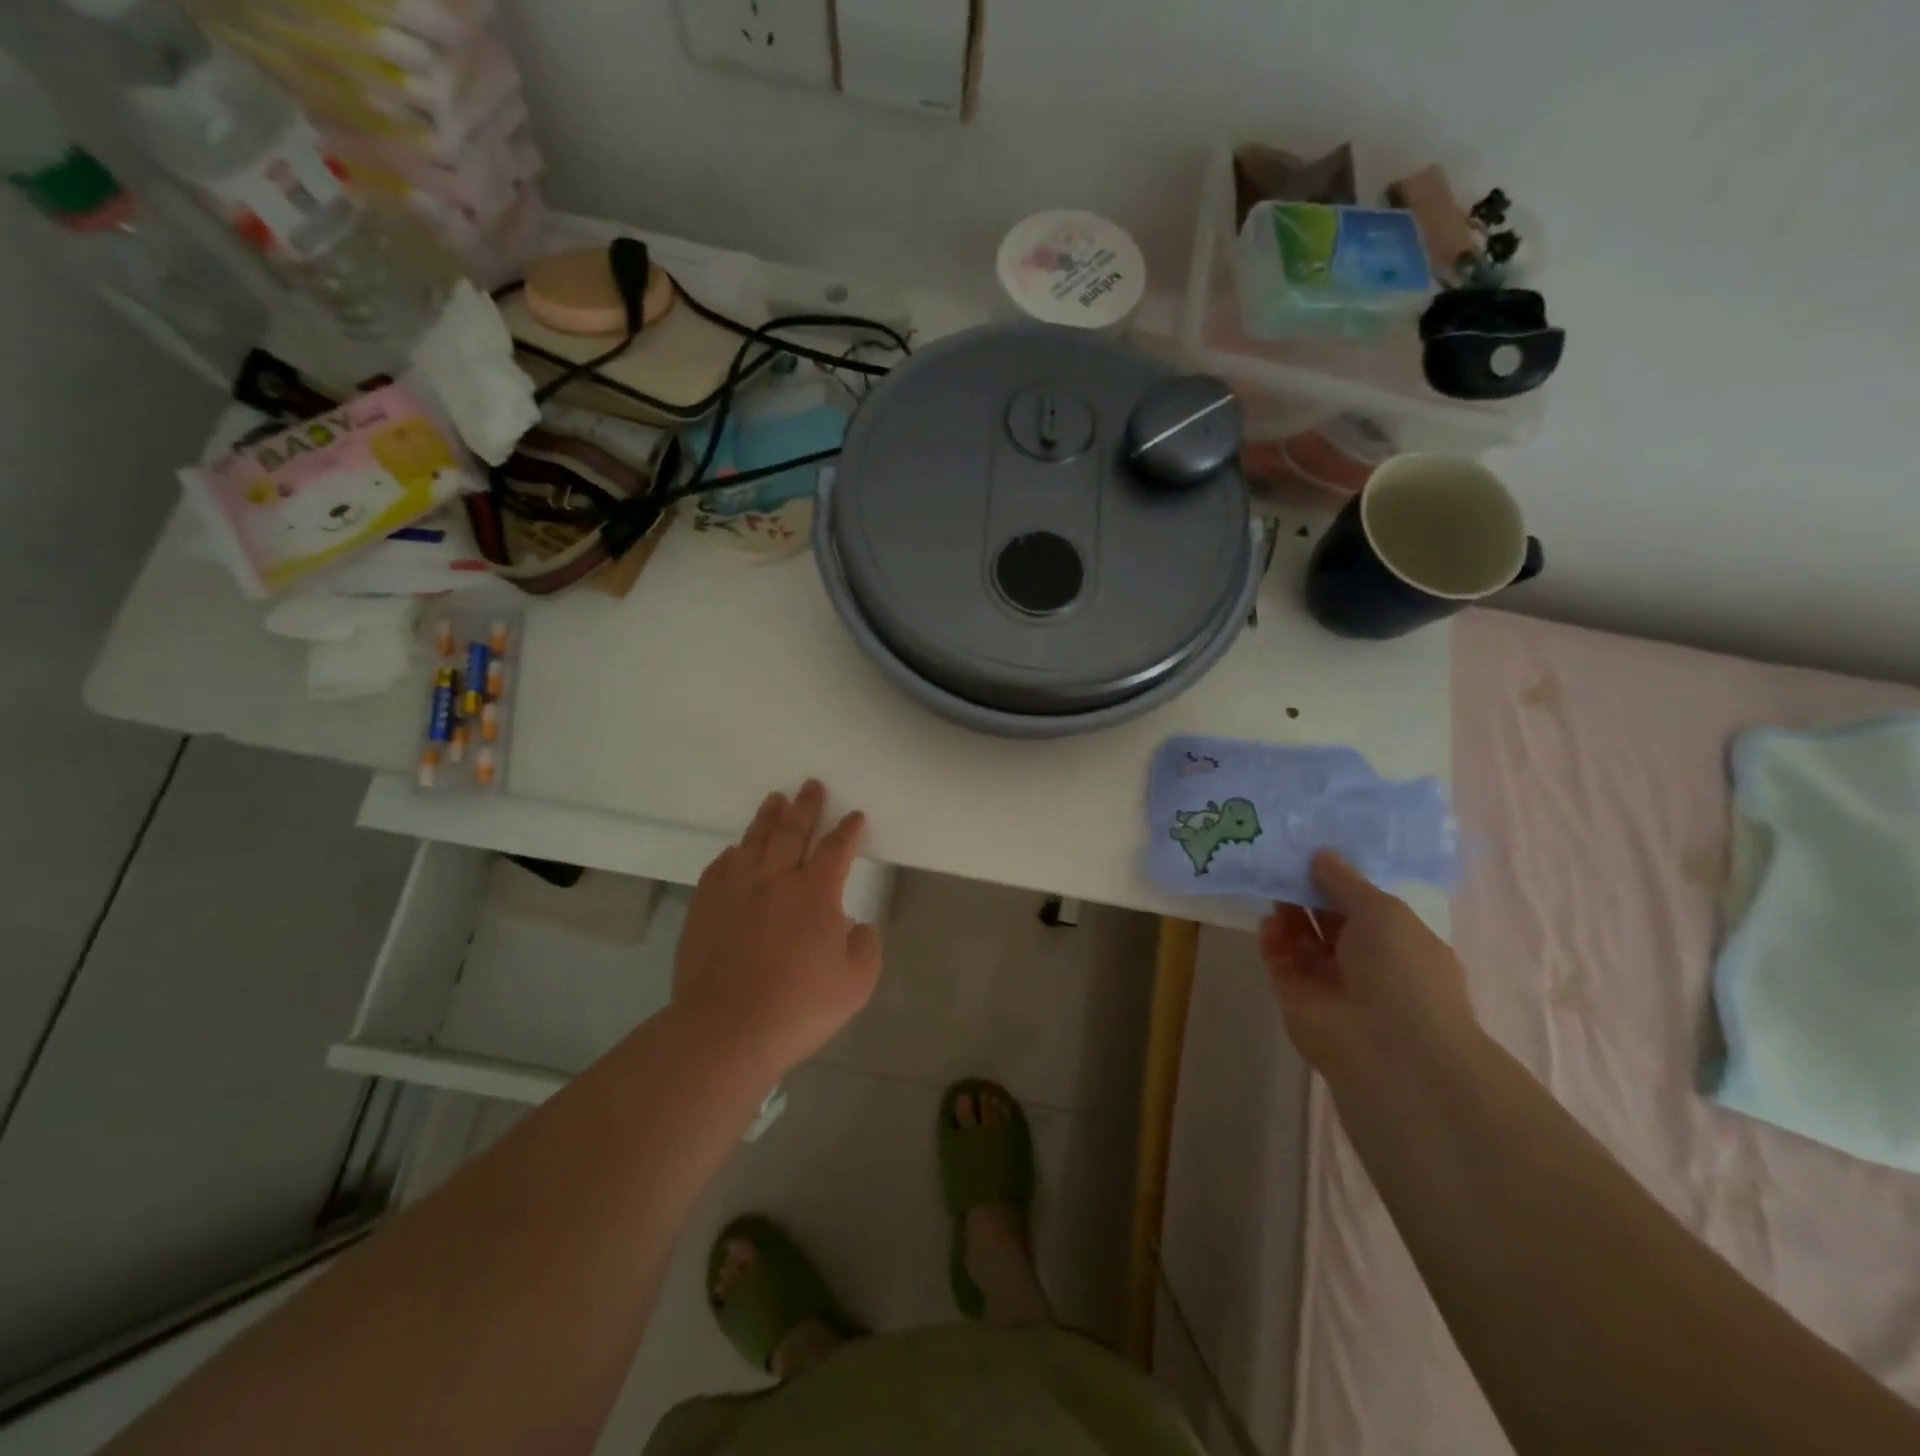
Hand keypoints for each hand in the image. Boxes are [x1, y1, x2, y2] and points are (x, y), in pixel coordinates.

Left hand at [673, 780, 881, 1076]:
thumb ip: (866, 946)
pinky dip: (733, 853)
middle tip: (812, 785)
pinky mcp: (705, 907)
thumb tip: (855, 925)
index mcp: (816, 892)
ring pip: (754, 841)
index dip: (848, 830)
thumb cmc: (798, 1007)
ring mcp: (735, 890)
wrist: (725, 1030)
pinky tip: (735, 850)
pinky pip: (720, 867)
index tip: (854, 816)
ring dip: (768, 818)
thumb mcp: (856, 983)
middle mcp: (775, 879)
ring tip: (776, 799)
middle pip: (793, 832)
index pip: (836, 849)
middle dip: (807, 806)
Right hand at [1260, 851, 1477, 1075]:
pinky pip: (1281, 962)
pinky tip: (1268, 921)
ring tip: (1271, 885)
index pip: (1365, 908)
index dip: (1340, 882)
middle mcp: (1366, 965)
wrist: (1388, 1047)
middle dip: (1309, 894)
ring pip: (1303, 941)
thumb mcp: (1382, 911)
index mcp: (1400, 944)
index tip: (1314, 854)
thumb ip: (1345, 881)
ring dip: (1289, 914)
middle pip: (1330, 922)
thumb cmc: (1401, 970)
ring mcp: (1330, 984)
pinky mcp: (1297, 999)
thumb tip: (1320, 855)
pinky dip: (1273, 941)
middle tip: (1283, 864)